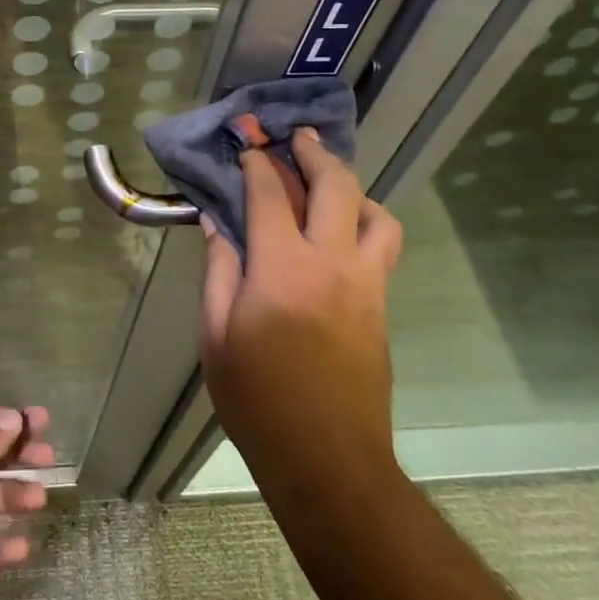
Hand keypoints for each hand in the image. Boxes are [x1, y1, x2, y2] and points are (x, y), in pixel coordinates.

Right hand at [199, 127, 403, 473]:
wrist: (328, 461)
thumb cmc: (257, 400)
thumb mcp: (216, 335)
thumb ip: (219, 271)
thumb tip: (217, 223)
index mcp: (282, 269)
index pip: (271, 194)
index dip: (258, 162)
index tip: (248, 144)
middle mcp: (333, 264)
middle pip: (335, 186)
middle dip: (314, 153)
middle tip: (297, 138)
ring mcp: (367, 284)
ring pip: (376, 214)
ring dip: (351, 187)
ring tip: (327, 185)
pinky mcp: (381, 306)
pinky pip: (382, 246)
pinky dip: (363, 221)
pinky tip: (339, 232)